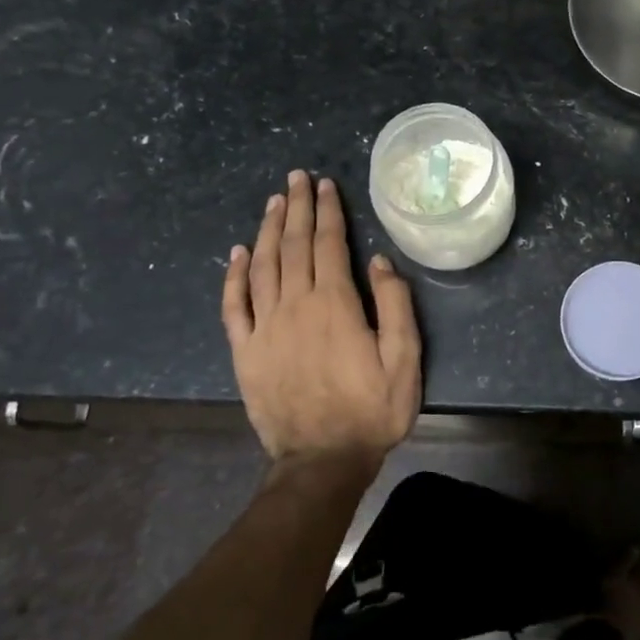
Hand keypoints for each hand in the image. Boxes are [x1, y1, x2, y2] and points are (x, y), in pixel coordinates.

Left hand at [220, 170, 421, 465]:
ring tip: (273, 202)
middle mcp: (295, 306)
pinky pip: (234, 305)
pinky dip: (234, 275)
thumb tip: (380, 261)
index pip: (328, 244)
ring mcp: (265, 328)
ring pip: (262, 266)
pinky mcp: (245, 351)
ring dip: (268, 230)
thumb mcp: (405, 359)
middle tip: (296, 178)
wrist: (322, 460)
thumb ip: (395, 306)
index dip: (327, 211)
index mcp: (335, 304)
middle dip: (296, 208)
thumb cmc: (371, 410)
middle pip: (294, 246)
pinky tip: (238, 253)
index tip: (324, 185)